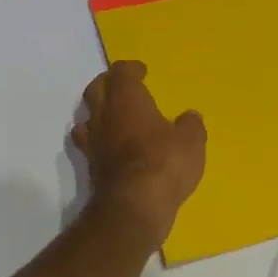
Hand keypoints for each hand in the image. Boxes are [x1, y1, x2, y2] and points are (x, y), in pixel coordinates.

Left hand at [73, 61, 206, 228]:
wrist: (133, 207)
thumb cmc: (164, 163)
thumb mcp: (191, 141)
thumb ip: (190, 125)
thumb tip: (189, 117)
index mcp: (127, 99)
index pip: (120, 72)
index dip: (131, 69)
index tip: (142, 72)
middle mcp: (104, 115)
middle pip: (96, 89)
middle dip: (109, 84)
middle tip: (124, 88)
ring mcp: (93, 141)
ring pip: (87, 116)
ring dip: (98, 112)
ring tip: (114, 116)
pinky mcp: (91, 167)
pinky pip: (89, 144)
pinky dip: (98, 140)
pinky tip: (111, 147)